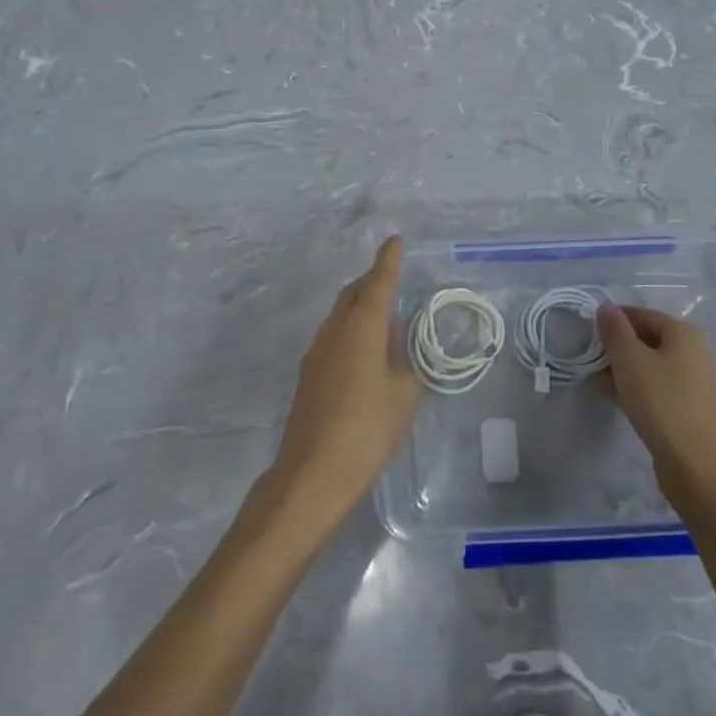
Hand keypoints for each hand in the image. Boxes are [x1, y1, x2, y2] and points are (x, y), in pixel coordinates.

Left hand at [265, 237, 420, 534]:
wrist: (312, 475)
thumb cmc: (367, 429)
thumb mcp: (403, 395)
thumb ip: (407, 363)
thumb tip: (400, 346)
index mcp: (362, 326)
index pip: (379, 281)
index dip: (389, 260)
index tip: (396, 240)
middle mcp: (336, 329)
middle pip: (354, 292)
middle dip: (374, 281)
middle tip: (395, 281)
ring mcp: (317, 351)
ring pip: (341, 313)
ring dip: (361, 307)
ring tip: (385, 320)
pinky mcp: (308, 374)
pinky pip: (334, 335)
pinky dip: (352, 330)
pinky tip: (365, 354)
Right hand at [598, 304, 715, 503]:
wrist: (694, 466)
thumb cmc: (659, 402)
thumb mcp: (628, 360)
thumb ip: (614, 329)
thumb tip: (607, 308)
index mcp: (686, 334)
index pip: (644, 314)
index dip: (615, 320)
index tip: (592, 333)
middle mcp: (698, 353)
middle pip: (651, 339)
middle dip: (620, 348)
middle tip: (595, 361)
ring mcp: (699, 383)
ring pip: (655, 366)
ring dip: (628, 370)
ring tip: (603, 384)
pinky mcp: (695, 410)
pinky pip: (663, 388)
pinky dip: (642, 388)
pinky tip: (622, 401)